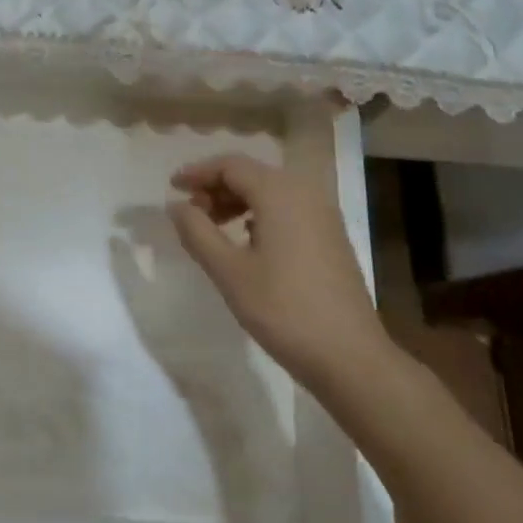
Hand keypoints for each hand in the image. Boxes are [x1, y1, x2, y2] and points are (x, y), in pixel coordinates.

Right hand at [167, 154, 391, 392]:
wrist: (350, 356)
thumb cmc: (283, 309)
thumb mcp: (229, 271)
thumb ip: (197, 232)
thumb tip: (176, 205)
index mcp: (279, 192)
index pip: (230, 165)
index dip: (197, 173)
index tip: (172, 188)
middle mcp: (305, 192)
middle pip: (251, 174)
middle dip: (216, 187)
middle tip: (190, 213)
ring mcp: (323, 214)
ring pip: (270, 191)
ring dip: (237, 201)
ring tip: (213, 228)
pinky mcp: (331, 236)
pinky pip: (288, 209)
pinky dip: (260, 214)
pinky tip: (248, 242)